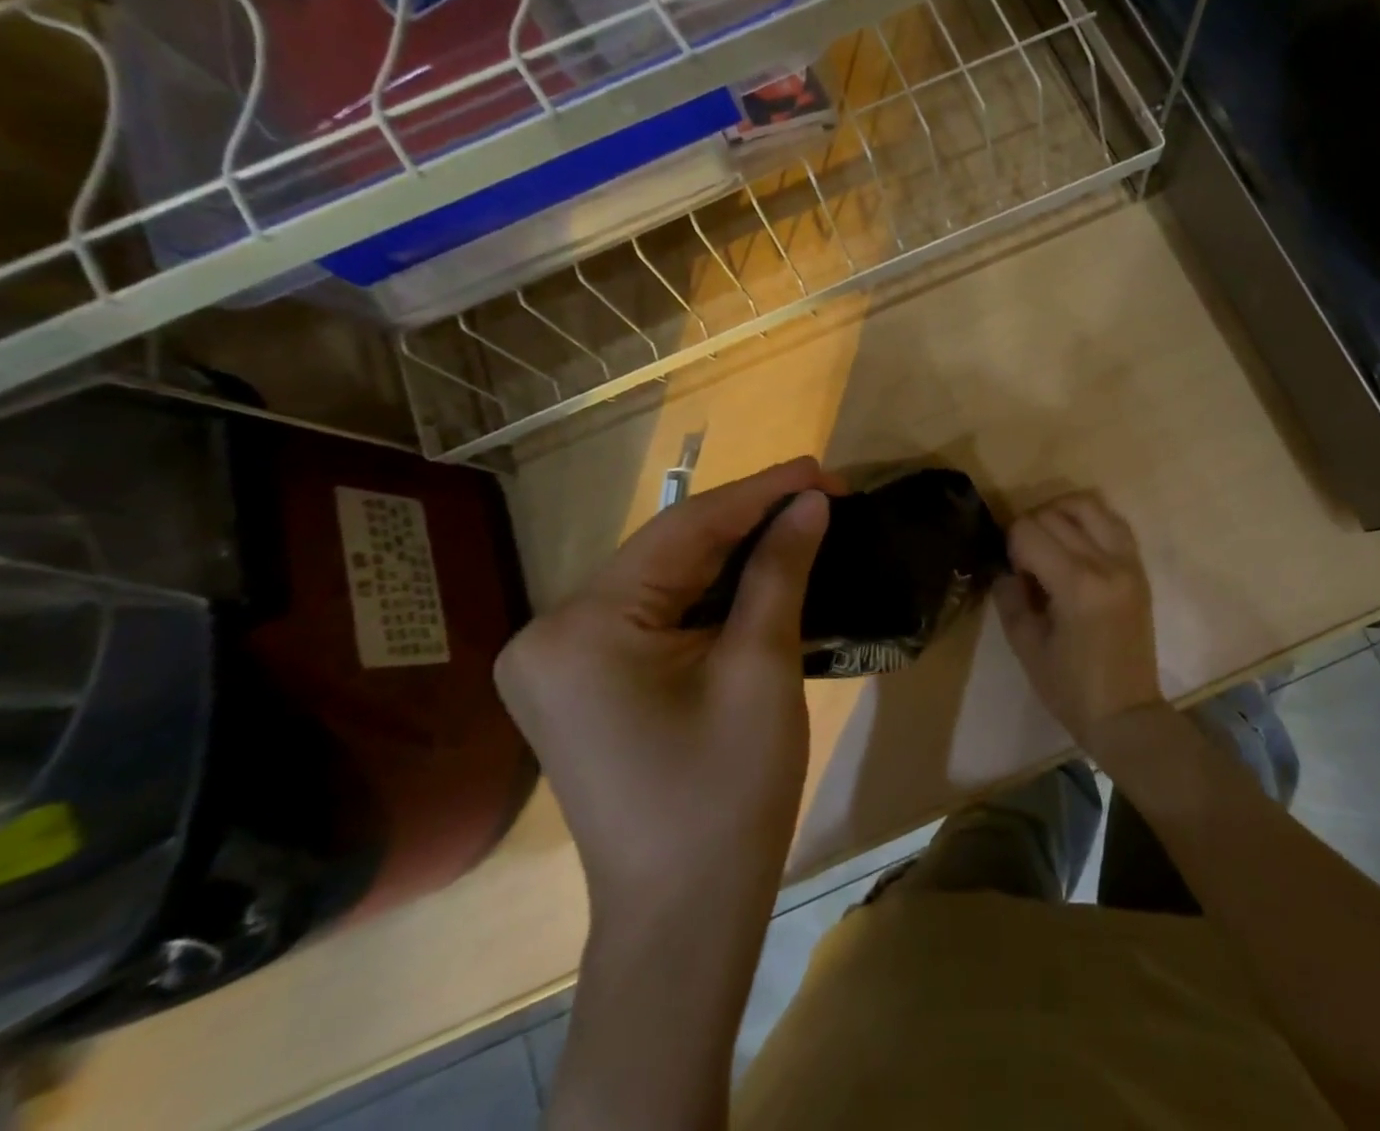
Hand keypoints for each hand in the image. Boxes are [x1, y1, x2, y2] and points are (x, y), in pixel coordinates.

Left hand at [495, 457, 831, 897]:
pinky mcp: (583, 679)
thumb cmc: (726, 796)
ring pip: (663, 577)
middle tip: (820, 493)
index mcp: (582, 628)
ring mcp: (560, 658)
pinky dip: (710, 589)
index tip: (821, 468)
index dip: (760, 493)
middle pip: (669, 551)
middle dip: (749, 520)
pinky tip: (758, 567)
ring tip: (800, 519)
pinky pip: (654, 611)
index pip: (684, 531)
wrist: (684, 917)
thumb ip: (781, 570)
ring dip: (733, 550)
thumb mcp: (761, 669)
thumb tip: (813, 502)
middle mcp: (553, 632)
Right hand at [993, 491, 1164, 749]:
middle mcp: (1106, 563)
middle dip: (1031, 529)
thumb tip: (1004, 566)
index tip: (1014, 574)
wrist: (1126, 712)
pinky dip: (1088, 521)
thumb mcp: (1026, 645)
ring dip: (1059, 513)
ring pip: (1087, 504)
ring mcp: (1128, 561)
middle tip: (1026, 563)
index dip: (1011, 546)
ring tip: (1049, 541)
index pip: (1030, 531)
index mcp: (1077, 585)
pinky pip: (1112, 521)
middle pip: (1055, 514)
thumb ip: (1009, 596)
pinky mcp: (1139, 566)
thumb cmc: (1070, 688)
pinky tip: (1075, 543)